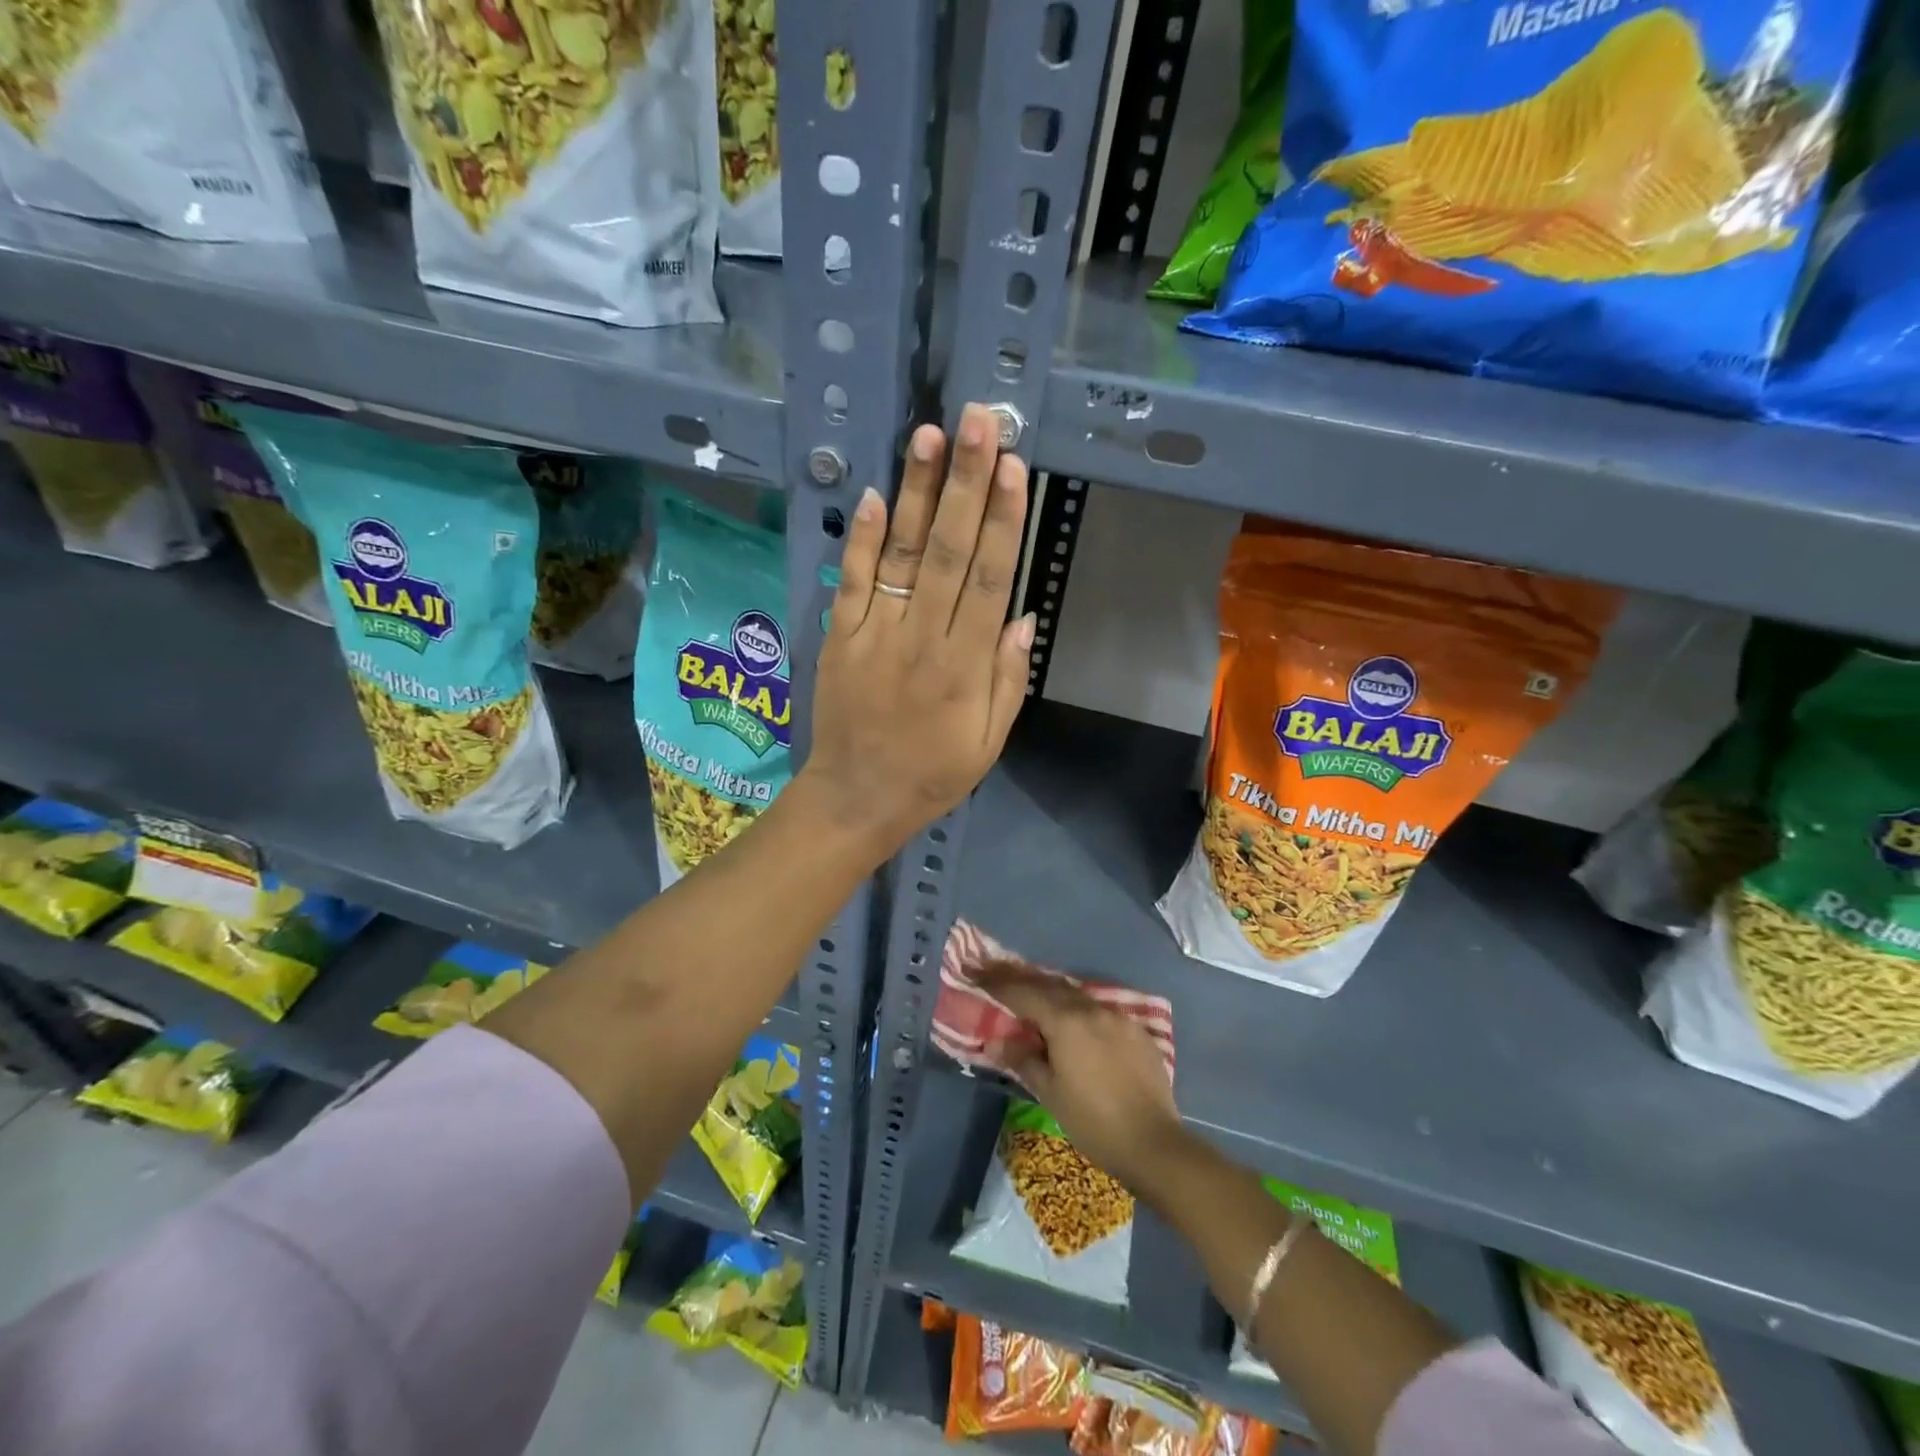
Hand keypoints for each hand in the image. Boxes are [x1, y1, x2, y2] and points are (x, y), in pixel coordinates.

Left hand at [803, 403, 1034, 857]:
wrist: (857, 798)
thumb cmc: (933, 773)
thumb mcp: (990, 741)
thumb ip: (1008, 678)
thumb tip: (1023, 616)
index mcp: (965, 666)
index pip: (989, 580)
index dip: (1003, 520)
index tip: (1015, 466)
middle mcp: (922, 639)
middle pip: (949, 552)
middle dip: (966, 483)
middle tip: (979, 422)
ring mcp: (875, 633)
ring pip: (902, 555)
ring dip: (918, 493)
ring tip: (930, 436)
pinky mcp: (839, 636)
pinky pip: (853, 581)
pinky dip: (864, 538)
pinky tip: (878, 494)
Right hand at [972, 960, 1190, 1194]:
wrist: (1153, 1144)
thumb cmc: (1093, 1121)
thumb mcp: (1050, 1093)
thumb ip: (1024, 1059)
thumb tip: (998, 1040)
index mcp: (1067, 1021)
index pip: (1024, 993)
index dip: (998, 983)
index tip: (976, 972)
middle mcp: (1092, 1009)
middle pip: (1051, 986)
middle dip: (1023, 981)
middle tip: (999, 976)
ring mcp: (1119, 1018)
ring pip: (1077, 996)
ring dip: (1053, 994)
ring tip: (1033, 997)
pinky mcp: (1137, 1032)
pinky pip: (1100, 1012)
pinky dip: (1079, 1011)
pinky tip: (1075, 1024)